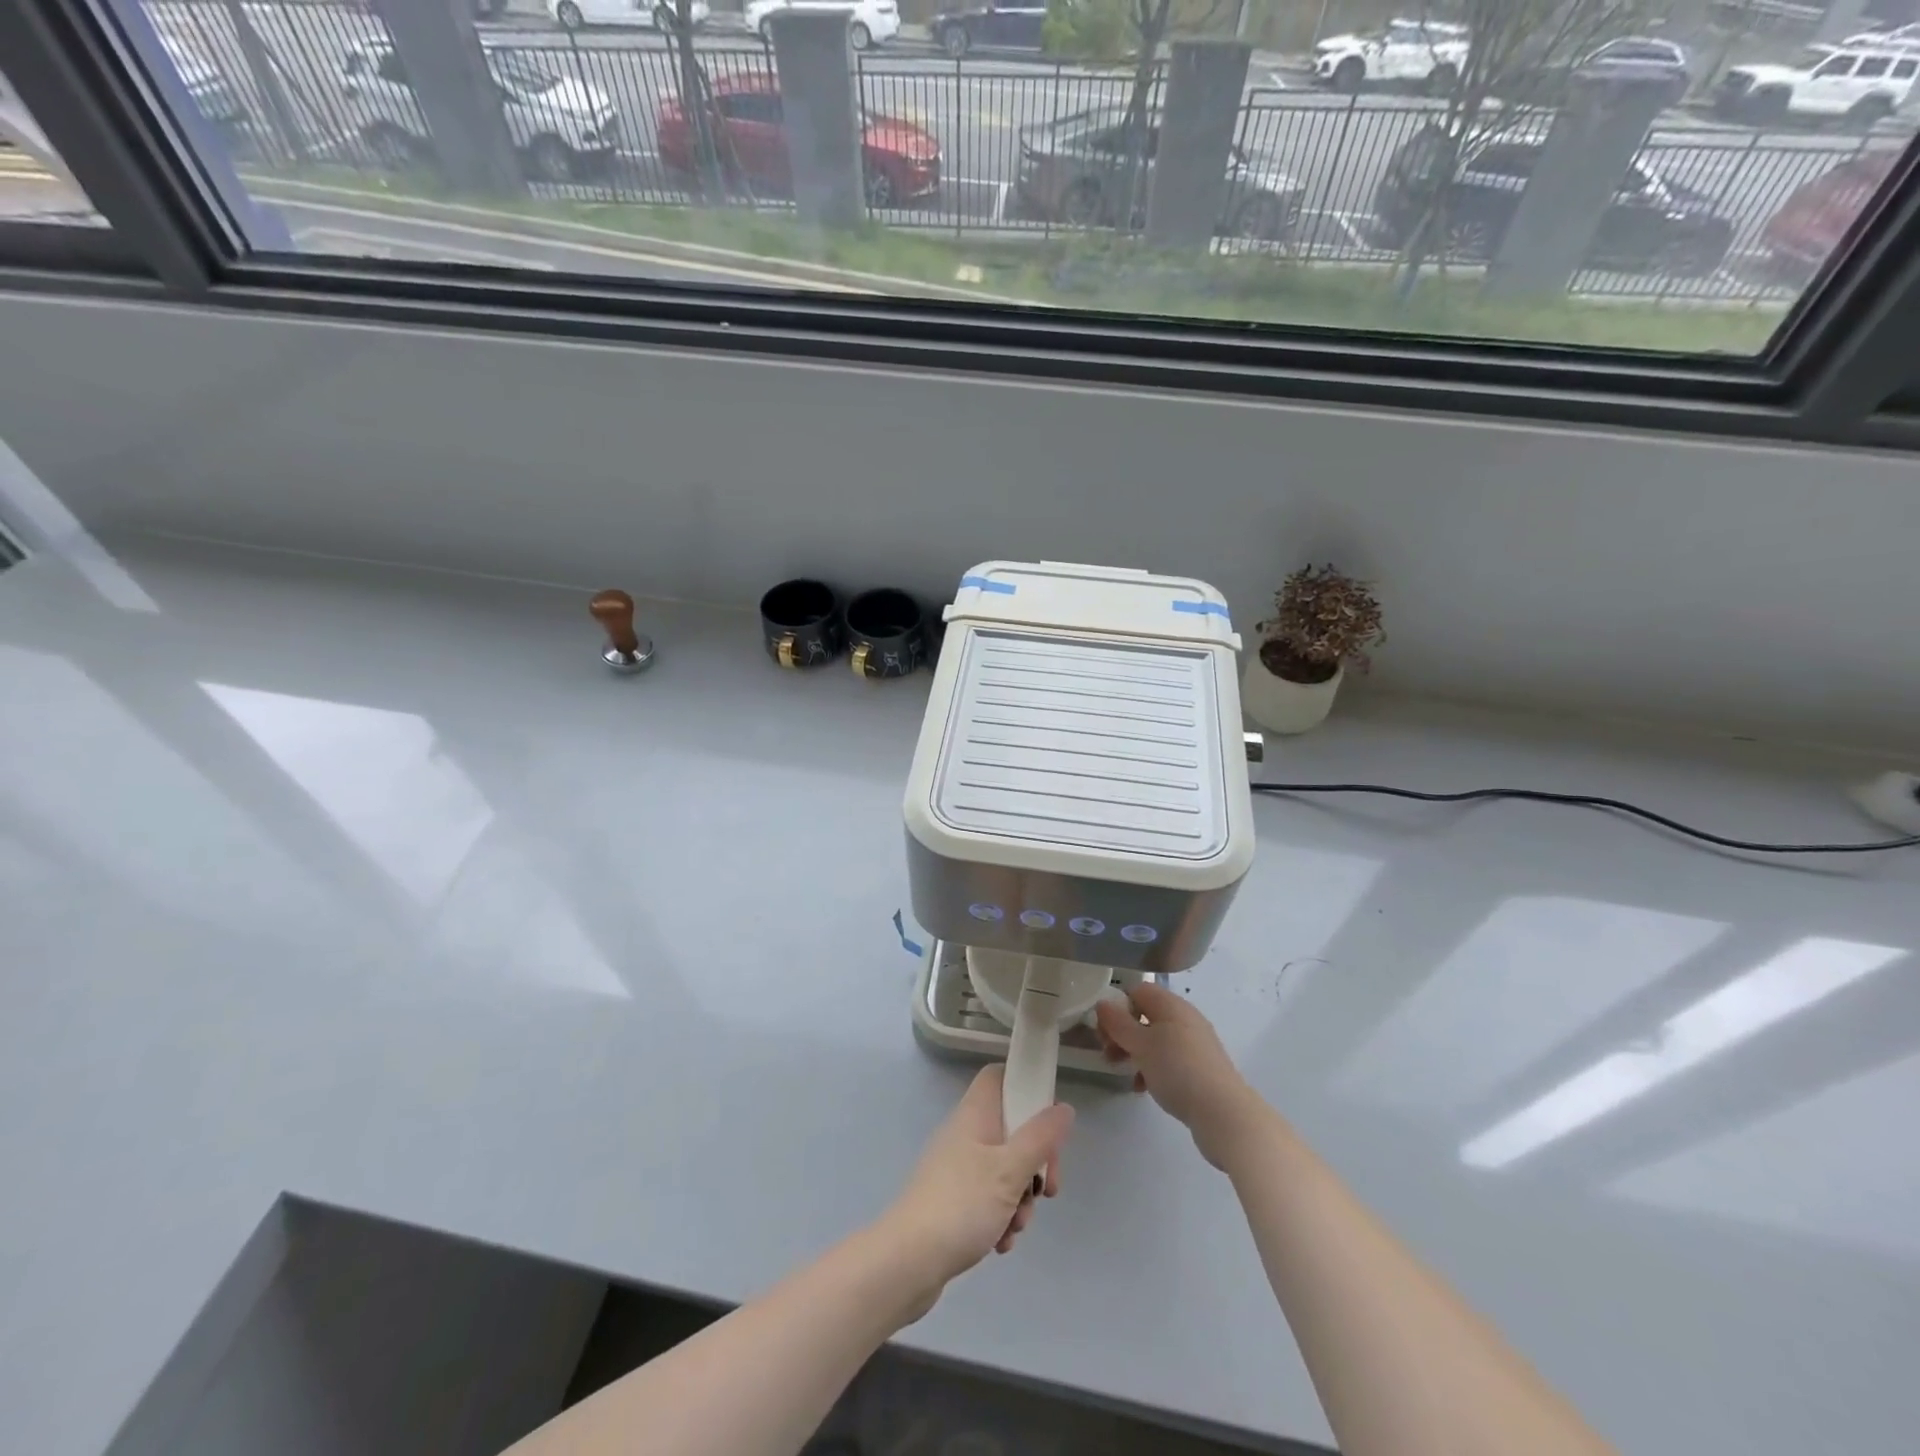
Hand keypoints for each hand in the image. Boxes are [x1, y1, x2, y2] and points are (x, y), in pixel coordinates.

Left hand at [877, 1065, 1074, 1302]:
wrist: (907, 1261)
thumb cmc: (961, 1205)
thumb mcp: (1010, 1170)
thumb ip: (1040, 1138)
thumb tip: (1063, 1108)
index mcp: (975, 1114)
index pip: (1000, 1077)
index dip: (1026, 1090)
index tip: (1048, 1126)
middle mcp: (965, 1133)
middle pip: (1011, 1128)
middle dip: (1034, 1162)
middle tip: (1046, 1189)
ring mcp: (957, 1167)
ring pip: (1004, 1168)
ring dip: (1020, 1196)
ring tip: (1016, 1225)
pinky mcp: (953, 1199)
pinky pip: (988, 1197)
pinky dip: (1001, 1216)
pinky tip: (1000, 1242)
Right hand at [1094, 982, 1267, 1171]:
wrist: (1224, 1113)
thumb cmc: (1177, 1070)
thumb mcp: (1140, 1045)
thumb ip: (1118, 1023)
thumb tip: (1103, 1003)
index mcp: (1171, 1005)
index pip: (1137, 991)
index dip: (1117, 1006)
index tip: (1104, 1031)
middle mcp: (1185, 1018)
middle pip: (1145, 1015)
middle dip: (1123, 1033)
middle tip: (1108, 1054)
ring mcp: (1195, 1043)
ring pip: (1156, 1039)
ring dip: (1135, 1052)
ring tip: (1124, 1073)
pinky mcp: (1201, 1067)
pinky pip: (1169, 1059)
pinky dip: (1153, 1068)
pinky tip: (1144, 1088)